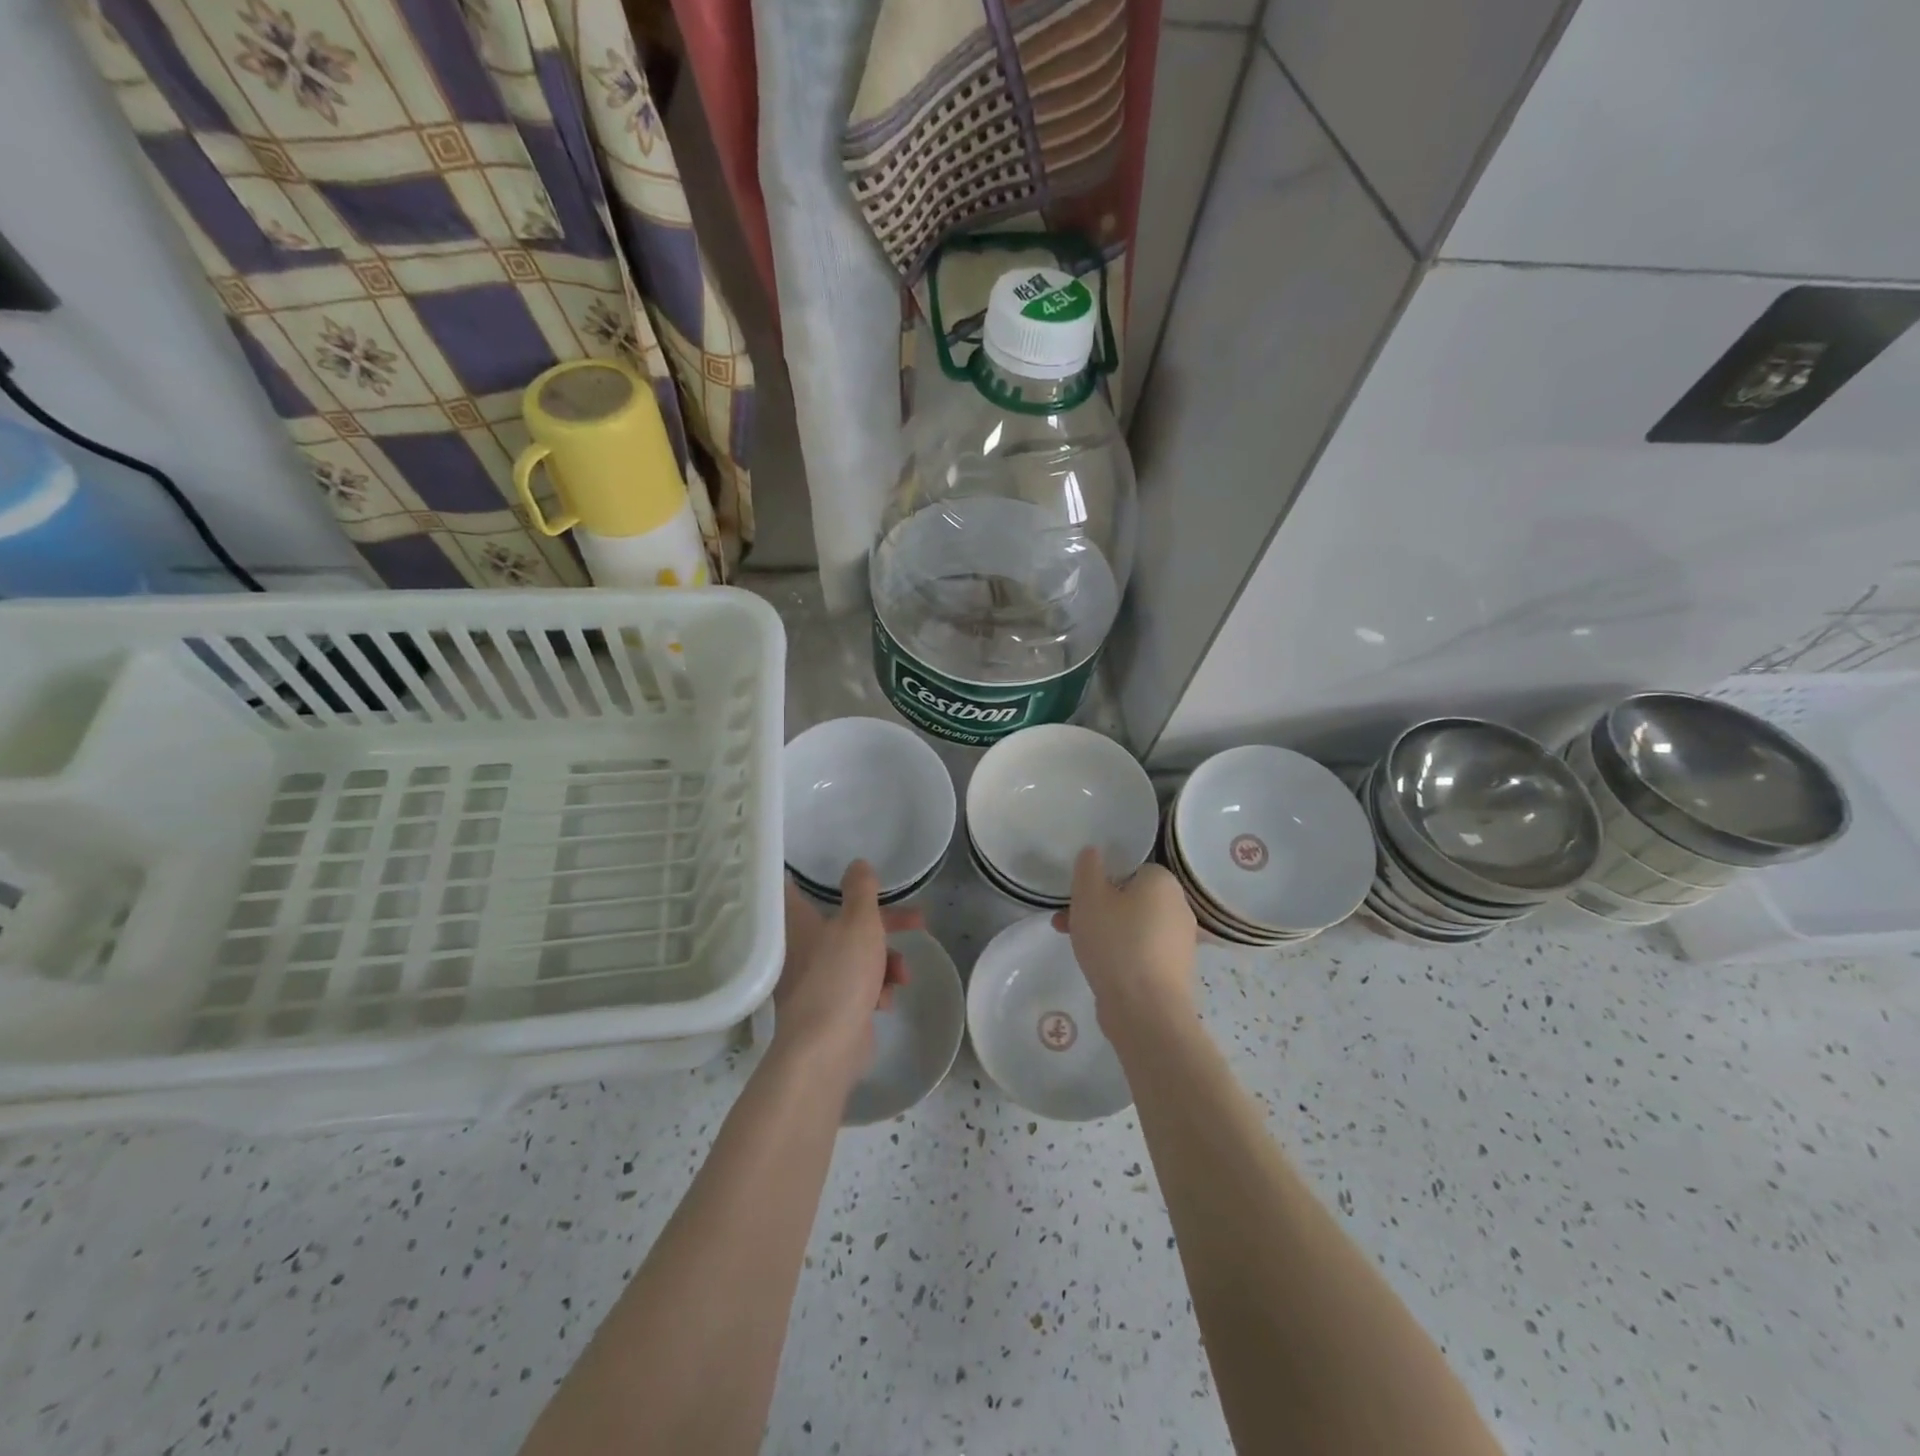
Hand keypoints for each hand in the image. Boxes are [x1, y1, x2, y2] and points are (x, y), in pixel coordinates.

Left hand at [774, 861, 919, 1075]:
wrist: (826, 1049)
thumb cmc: (840, 975)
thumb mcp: (859, 923)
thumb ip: (861, 890)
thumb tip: (857, 864)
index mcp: (799, 922)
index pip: (795, 887)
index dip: (811, 874)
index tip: (830, 865)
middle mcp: (802, 947)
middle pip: (846, 923)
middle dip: (885, 924)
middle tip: (917, 920)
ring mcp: (815, 979)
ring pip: (857, 956)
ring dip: (886, 961)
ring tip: (903, 975)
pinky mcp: (830, 1007)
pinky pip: (858, 986)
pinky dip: (875, 989)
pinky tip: (886, 1000)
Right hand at [1051, 846, 1196, 1028]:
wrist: (1146, 1011)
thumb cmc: (1116, 943)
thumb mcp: (1089, 897)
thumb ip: (1088, 868)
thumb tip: (1095, 852)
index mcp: (1163, 882)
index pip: (1130, 868)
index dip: (1101, 879)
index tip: (1078, 896)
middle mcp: (1179, 907)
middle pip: (1130, 898)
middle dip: (1097, 907)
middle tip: (1067, 921)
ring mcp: (1180, 942)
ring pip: (1134, 926)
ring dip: (1105, 931)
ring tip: (1075, 946)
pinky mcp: (1175, 971)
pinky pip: (1142, 951)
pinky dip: (1121, 954)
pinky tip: (1099, 967)